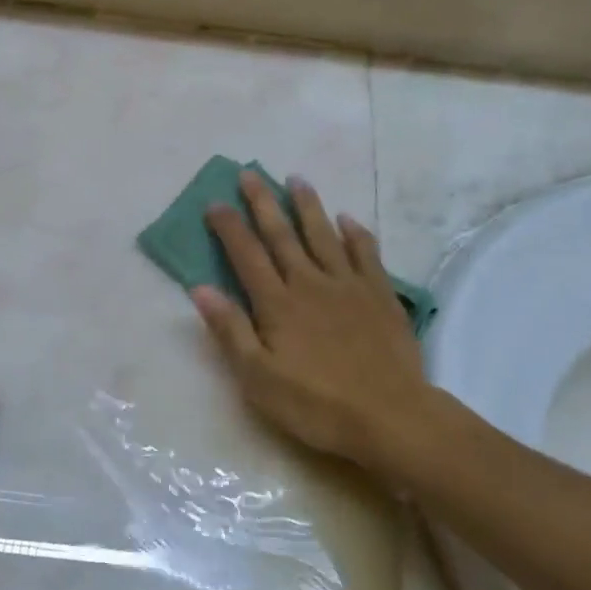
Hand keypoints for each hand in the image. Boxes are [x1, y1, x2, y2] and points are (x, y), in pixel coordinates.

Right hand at [193, 173, 437, 480]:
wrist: (390, 417)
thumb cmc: (316, 404)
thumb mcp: (258, 379)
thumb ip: (230, 330)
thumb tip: (200, 288)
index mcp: (277, 303)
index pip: (246, 255)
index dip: (229, 227)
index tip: (215, 202)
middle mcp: (310, 283)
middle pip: (282, 235)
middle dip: (262, 202)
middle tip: (250, 173)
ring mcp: (348, 285)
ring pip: (323, 235)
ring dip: (307, 206)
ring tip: (296, 179)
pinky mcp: (380, 295)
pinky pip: (366, 253)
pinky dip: (356, 233)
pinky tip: (348, 219)